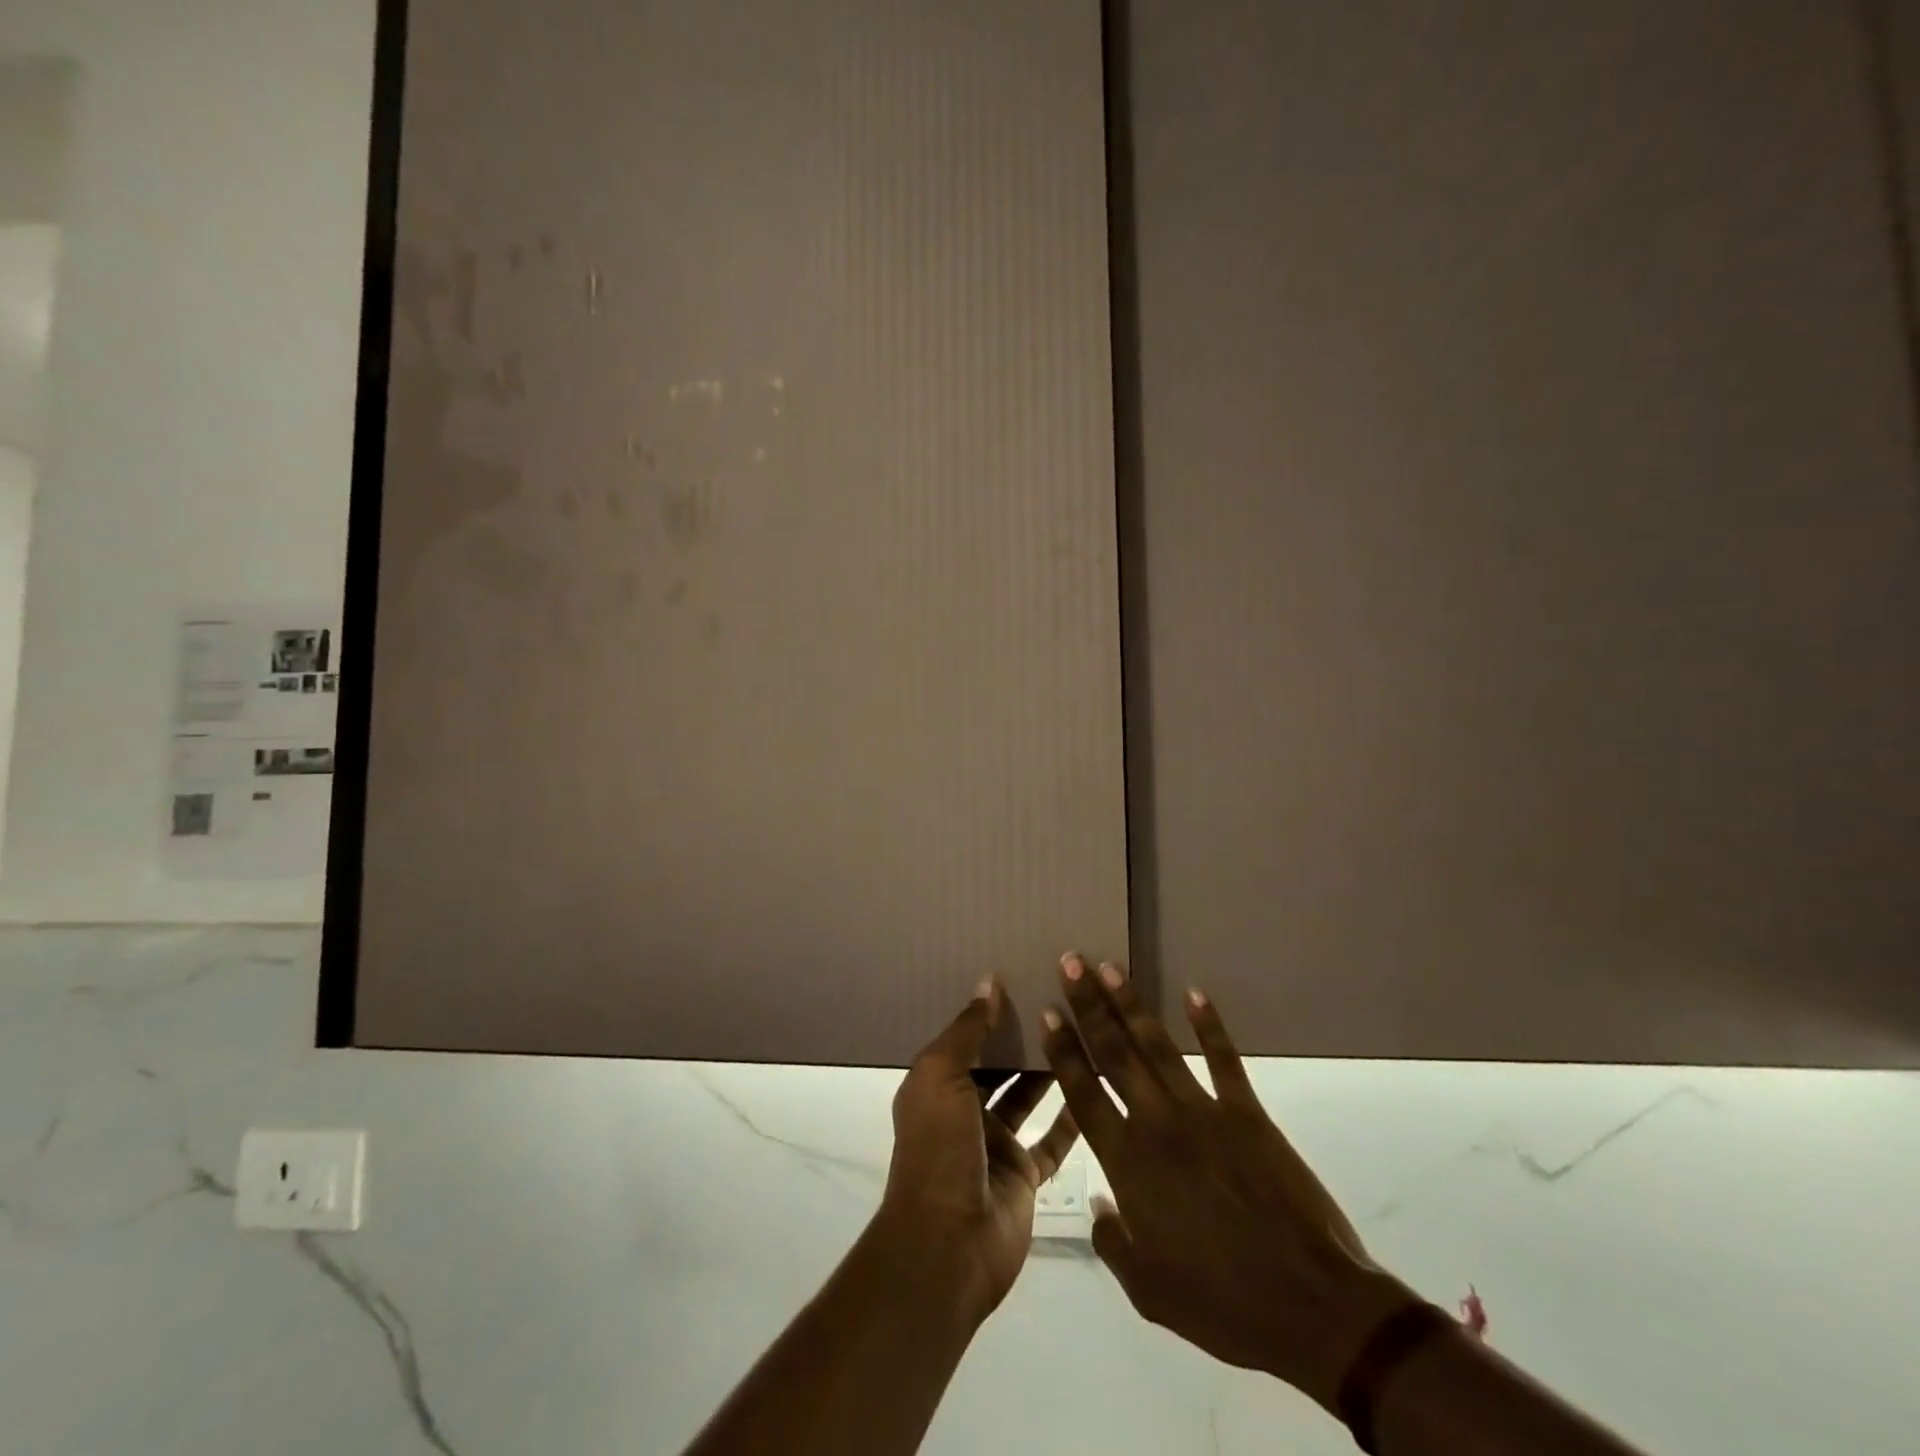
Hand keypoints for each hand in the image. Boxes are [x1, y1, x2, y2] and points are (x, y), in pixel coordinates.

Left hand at [875, 978, 1079, 1323]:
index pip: (966, 1038)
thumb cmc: (938, 1149)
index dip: (990, 1011)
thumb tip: (989, 981)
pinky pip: (1052, 1140)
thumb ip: (968, 1030)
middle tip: (1059, 999)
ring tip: (1081, 1031)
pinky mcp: (1024, 1174)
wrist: (947, 1246)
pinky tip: (1095, 1086)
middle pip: (998, 1065)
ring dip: (1048, 1070)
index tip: (1022, 977)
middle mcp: (964, 1110)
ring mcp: (996, 1143)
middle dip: (1022, 1037)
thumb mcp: (941, 1076)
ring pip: (1027, 1097)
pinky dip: (1071, 1117)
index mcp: (936, 1085)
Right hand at [1042, 955, 1416, 1410]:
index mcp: (1128, 1164)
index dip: (1063, 1050)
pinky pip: (1224, 1060)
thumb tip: (1098, 1204)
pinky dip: (1209, 1025)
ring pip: (1158, 1046)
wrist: (1310, 1304)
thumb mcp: (1149, 1291)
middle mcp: (1158, 1124)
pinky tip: (1194, 994)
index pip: (1083, 1093)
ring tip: (1110, 967)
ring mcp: (1205, 1112)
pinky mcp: (1248, 1114)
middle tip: (1071, 961)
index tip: (1048, 1011)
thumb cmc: (1222, 1303)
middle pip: (1114, 1053)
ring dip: (1131, 1004)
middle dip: (1088, 1004)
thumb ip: (1113, 1243)